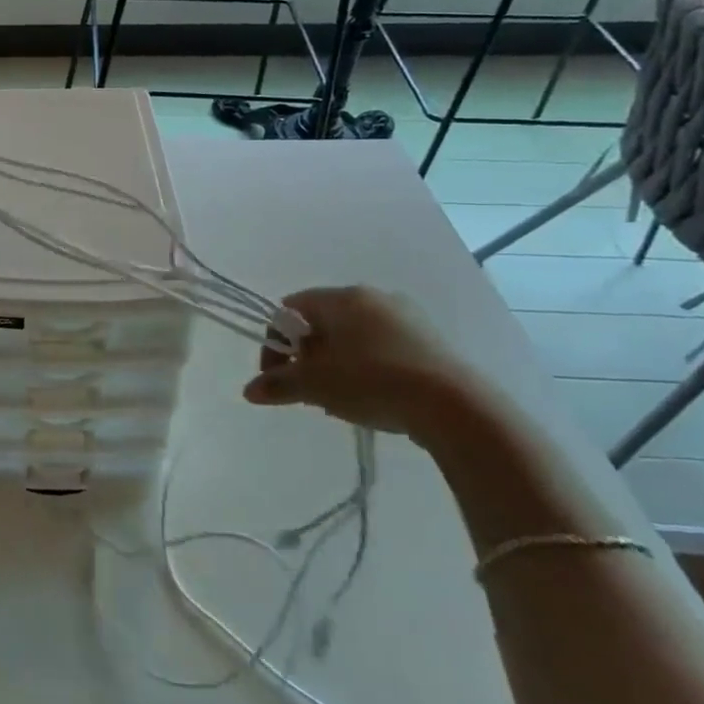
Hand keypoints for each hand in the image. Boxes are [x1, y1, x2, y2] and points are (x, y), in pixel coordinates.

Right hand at [243, 286, 486, 438]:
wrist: (454, 406)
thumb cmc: (372, 382)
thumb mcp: (315, 385)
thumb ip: (278, 385)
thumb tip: (249, 391)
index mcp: (341, 297)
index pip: (291, 308)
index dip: (276, 341)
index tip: (279, 375)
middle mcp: (373, 297)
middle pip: (322, 322)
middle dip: (308, 355)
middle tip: (309, 390)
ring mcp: (407, 317)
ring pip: (354, 337)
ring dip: (337, 364)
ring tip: (341, 399)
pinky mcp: (432, 341)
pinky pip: (384, 348)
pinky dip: (368, 367)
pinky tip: (374, 398)